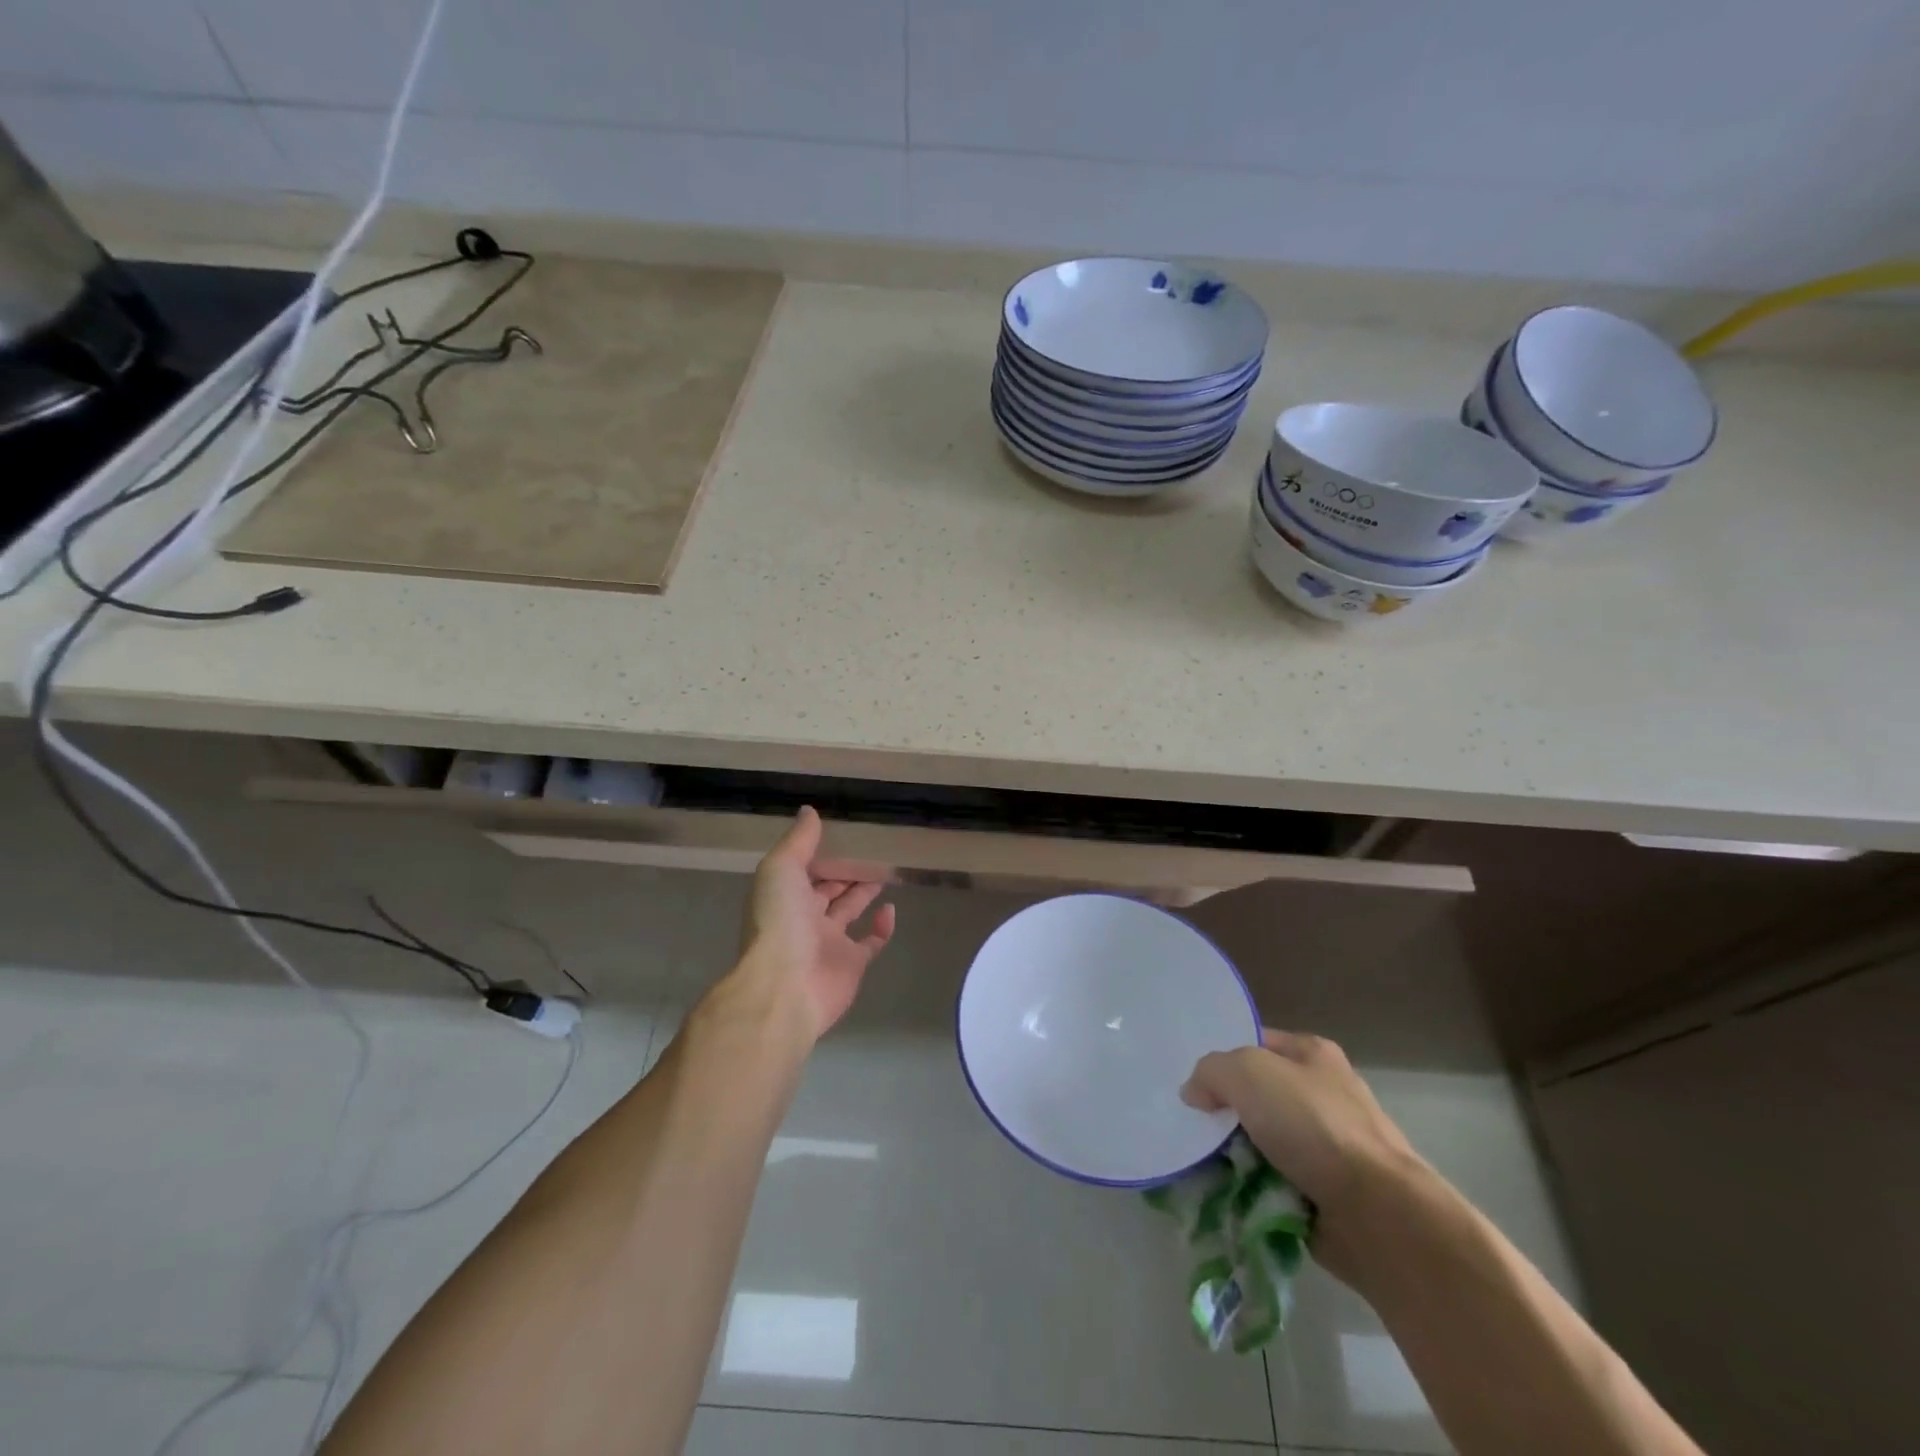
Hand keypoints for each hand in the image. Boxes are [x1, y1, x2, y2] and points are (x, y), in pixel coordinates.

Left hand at [735, 807, 895, 1042]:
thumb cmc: (779, 922)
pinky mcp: (852, 964)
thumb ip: (798, 841)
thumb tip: (809, 811)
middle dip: (845, 872)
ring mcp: (829, 942)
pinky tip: (891, 908)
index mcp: (784, 895)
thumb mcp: (781, 869)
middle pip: (828, 890)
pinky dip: (882, 926)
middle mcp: (804, 918)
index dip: (822, 854)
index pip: (805, 869)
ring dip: (864, 893)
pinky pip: (871, 942)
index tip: (845, 835)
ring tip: (886, 871)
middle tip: (872, 851)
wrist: (784, 987)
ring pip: (849, 911)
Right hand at [1182, 1028, 1427, 1287]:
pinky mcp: (1327, 1193)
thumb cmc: (1313, 1126)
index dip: (1222, 1059)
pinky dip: (1253, 1190)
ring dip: (1235, 1157)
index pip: (1254, 1043)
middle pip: (1255, 1096)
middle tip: (1192, 1127)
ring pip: (1261, 1142)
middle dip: (1225, 1113)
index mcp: (1313, 1054)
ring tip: (1202, 1167)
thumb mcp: (1247, 1073)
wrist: (1378, 1214)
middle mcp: (1323, 1094)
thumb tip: (1195, 1093)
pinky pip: (1274, 1183)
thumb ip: (1211, 1071)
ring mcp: (1327, 1147)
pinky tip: (1228, 1194)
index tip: (1191, 1083)